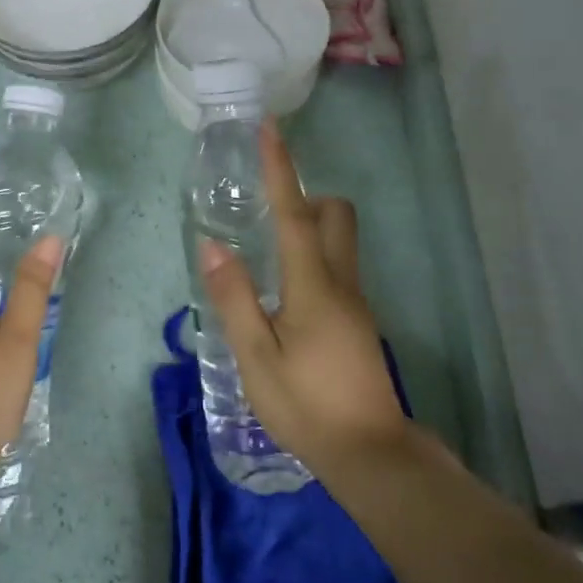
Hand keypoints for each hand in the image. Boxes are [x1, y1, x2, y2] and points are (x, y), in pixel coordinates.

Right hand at [196, 119, 410, 473]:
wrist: (369, 453)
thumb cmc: (306, 404)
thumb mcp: (256, 356)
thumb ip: (234, 298)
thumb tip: (213, 247)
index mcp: (313, 284)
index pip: (296, 213)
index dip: (281, 169)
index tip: (270, 129)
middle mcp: (342, 282)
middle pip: (336, 215)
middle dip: (307, 196)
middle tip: (267, 206)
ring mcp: (356, 302)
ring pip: (340, 242)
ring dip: (310, 227)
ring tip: (266, 248)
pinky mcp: (359, 321)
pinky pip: (337, 268)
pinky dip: (313, 258)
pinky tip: (284, 292)